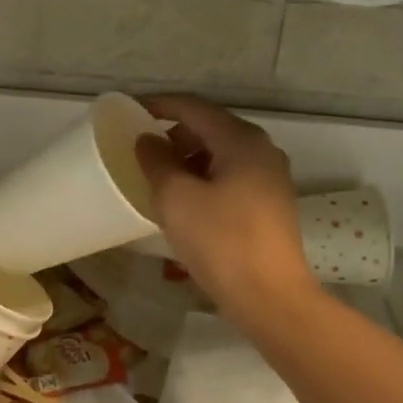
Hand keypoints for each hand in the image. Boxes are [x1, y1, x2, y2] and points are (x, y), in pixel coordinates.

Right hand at [134, 94, 313, 315]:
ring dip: (189, 157)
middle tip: (143, 149)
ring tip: (161, 177)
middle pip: (210, 127)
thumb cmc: (219, 241)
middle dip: (174, 133)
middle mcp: (262, 150)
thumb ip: (157, 161)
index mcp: (241, 140)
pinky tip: (186, 200)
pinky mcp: (271, 202)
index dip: (160, 105)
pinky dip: (205, 176)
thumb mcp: (176, 198)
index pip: (194, 107)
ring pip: (222, 152)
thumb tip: (148, 140)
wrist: (270, 297)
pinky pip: (232, 174)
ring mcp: (271, 177)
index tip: (131, 110)